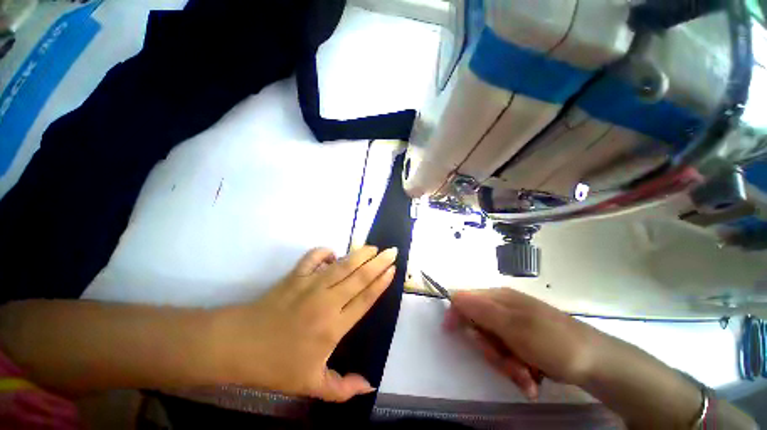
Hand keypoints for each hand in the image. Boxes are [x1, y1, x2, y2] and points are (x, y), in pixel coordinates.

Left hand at [212, 246, 396, 401]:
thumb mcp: (310, 385)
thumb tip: (369, 386)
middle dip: (378, 262)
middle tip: (392, 251)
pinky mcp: (295, 275)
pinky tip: (333, 254)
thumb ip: (342, 389)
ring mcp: (310, 285)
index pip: (365, 299)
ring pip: (342, 265)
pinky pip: (314, 257)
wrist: (238, 346)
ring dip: (359, 254)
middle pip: (359, 277)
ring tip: (373, 247)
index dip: (381, 283)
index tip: (392, 270)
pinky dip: (325, 251)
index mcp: (333, 327)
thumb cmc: (276, 366)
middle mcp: (326, 301)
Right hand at [444, 288, 604, 399]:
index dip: (455, 314)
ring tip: (526, 377)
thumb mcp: (513, 326)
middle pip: (478, 326)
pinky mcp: (524, 341)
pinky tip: (532, 378)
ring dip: (505, 364)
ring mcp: (514, 325)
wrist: (598, 363)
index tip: (451, 332)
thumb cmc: (553, 342)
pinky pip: (508, 355)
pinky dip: (517, 369)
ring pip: (493, 345)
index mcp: (498, 298)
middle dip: (489, 350)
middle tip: (508, 364)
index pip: (464, 299)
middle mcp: (503, 308)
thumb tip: (453, 297)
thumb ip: (480, 310)